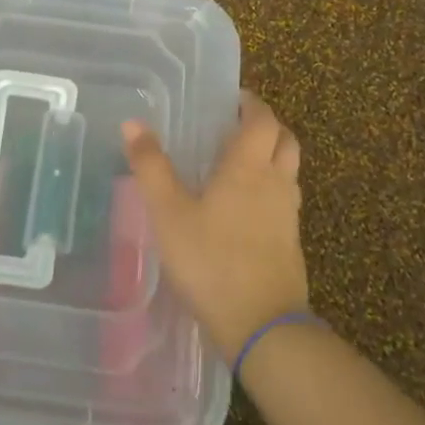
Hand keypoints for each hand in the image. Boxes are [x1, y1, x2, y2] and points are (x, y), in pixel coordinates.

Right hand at [122, 90, 308, 357]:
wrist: (261, 324)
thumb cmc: (210, 260)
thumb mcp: (169, 213)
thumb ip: (151, 167)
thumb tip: (133, 123)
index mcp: (249, 167)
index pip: (263, 120)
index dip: (252, 104)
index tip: (234, 100)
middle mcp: (276, 183)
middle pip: (285, 140)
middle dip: (266, 126)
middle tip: (238, 126)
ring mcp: (288, 214)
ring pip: (289, 170)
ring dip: (272, 156)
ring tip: (239, 162)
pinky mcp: (291, 242)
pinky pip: (285, 199)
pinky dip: (271, 187)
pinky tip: (246, 207)